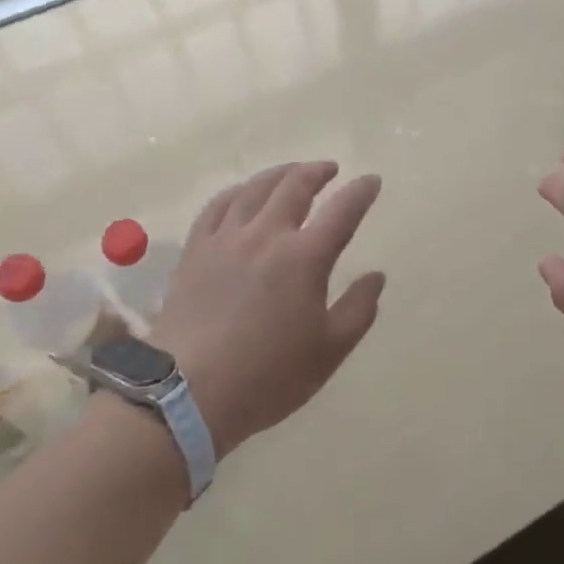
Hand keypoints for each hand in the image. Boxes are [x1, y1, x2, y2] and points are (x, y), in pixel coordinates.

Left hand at [151, 162, 385, 455]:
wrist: (187, 394)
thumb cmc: (267, 377)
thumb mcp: (328, 352)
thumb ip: (358, 310)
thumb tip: (376, 276)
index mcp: (305, 257)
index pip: (342, 211)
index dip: (361, 192)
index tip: (372, 181)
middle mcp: (267, 235)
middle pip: (295, 185)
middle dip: (317, 171)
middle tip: (330, 169)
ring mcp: (227, 238)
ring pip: (256, 188)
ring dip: (280, 173)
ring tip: (291, 172)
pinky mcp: (197, 249)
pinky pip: (218, 205)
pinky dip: (237, 191)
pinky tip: (243, 193)